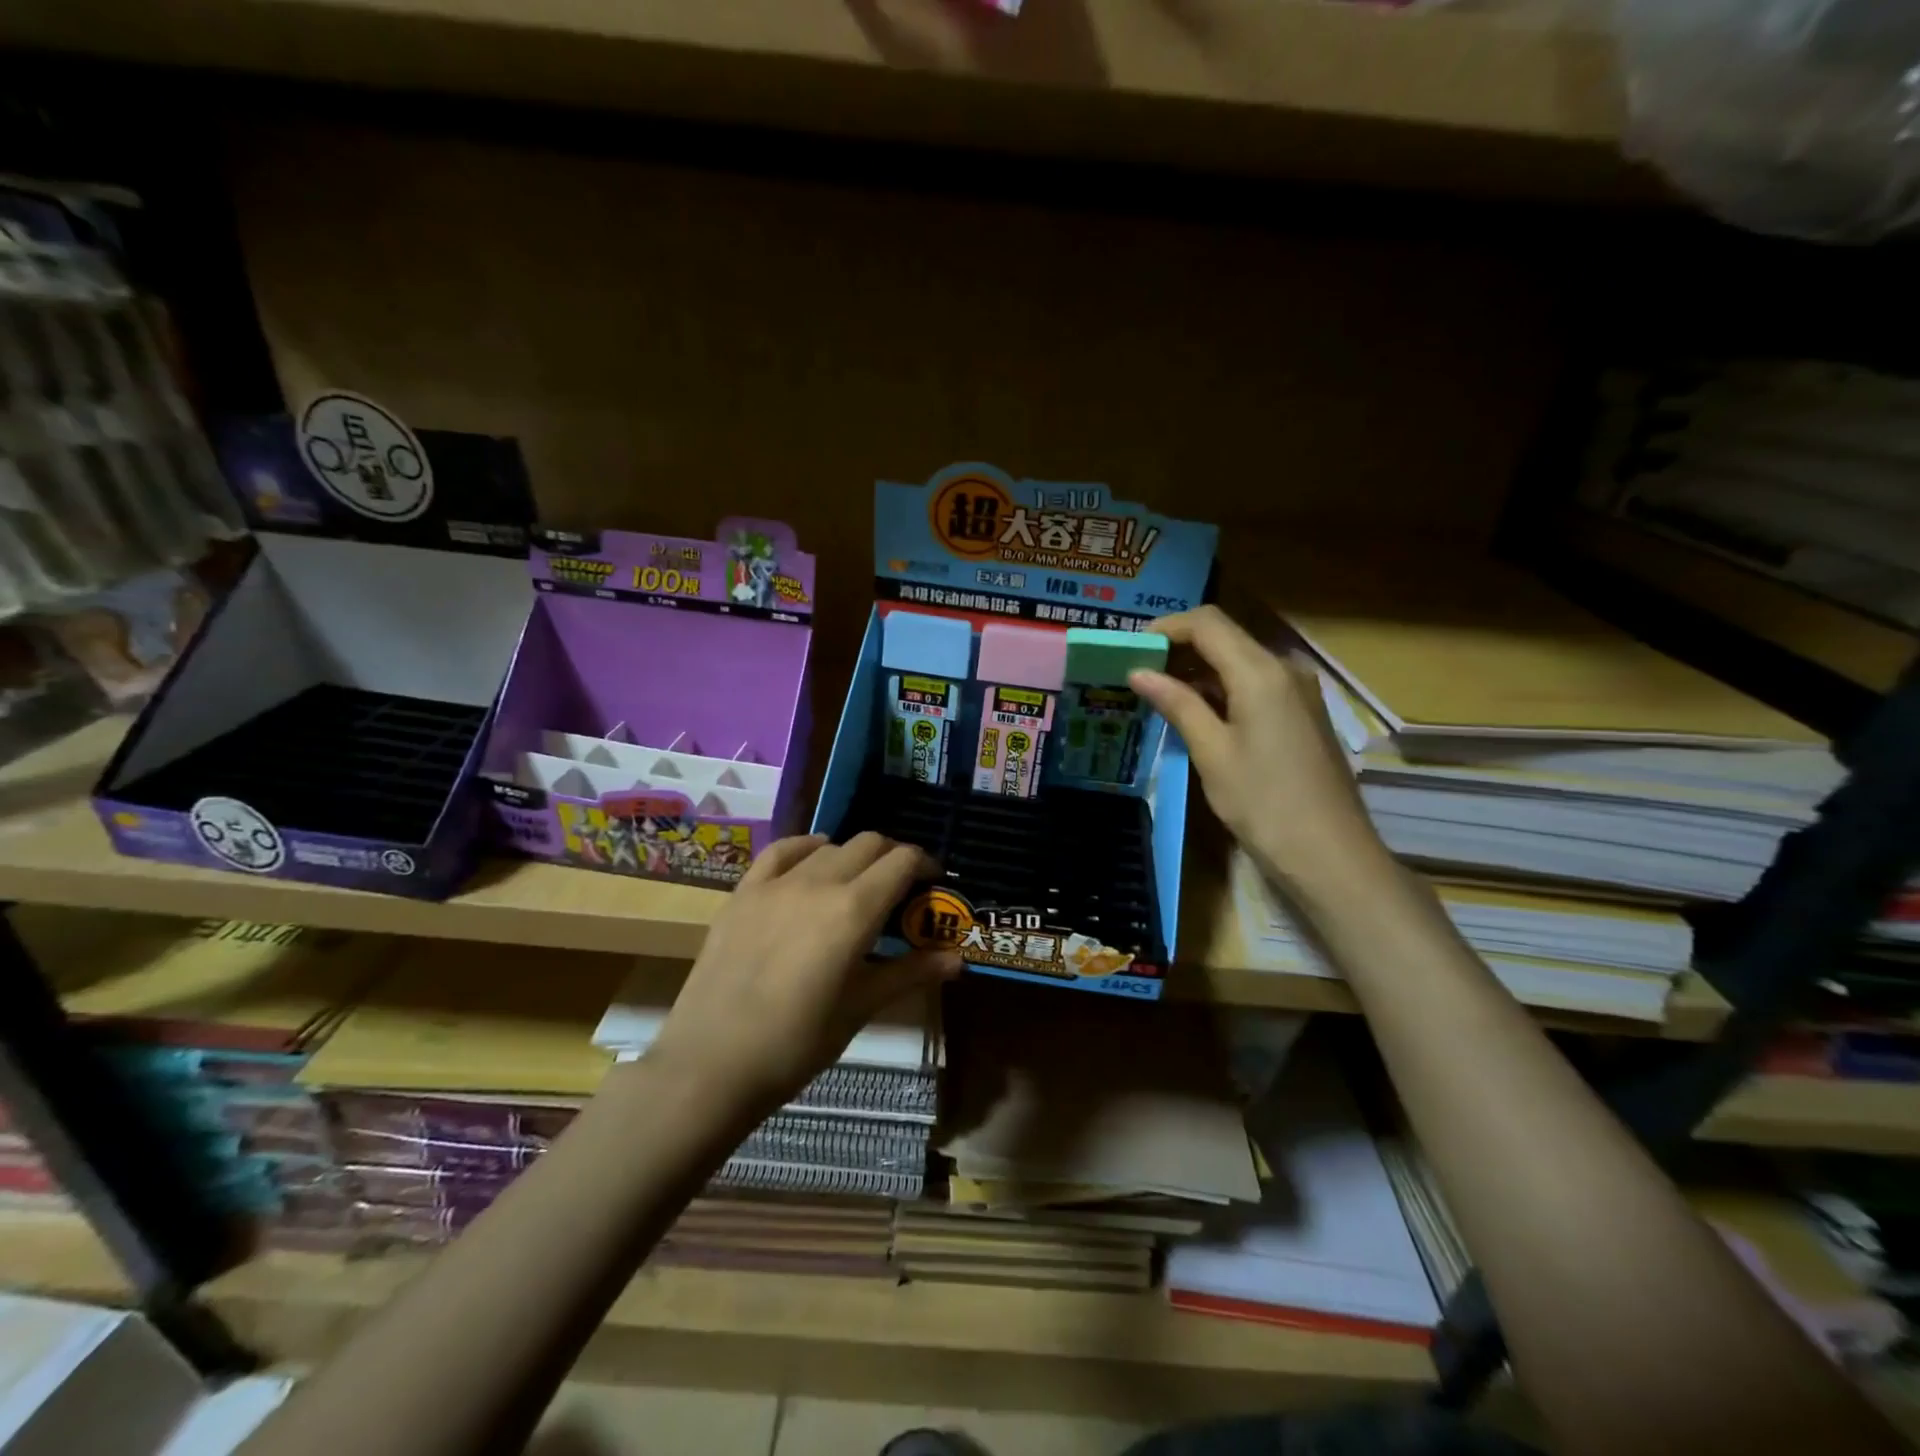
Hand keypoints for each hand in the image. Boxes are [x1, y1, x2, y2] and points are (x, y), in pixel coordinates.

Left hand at [648, 833, 959, 1118]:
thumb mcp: (860, 1008)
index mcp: (854, 910)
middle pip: (868, 844)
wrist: (711, 1063)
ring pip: (828, 845)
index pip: (901, 861)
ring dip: (852, 856)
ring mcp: (776, 883)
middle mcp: (819, 882)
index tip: (932, 883)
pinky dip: (806, 848)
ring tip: (855, 885)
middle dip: (892, 858)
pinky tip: (812, 862)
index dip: (924, 864)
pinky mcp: (743, 892)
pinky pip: (781, 851)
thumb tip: (957, 959)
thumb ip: (910, 973)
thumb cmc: (797, 1043)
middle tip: (899, 890)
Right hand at [1130, 605, 1392, 901]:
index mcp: (1261, 672)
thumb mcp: (1212, 752)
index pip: (1208, 624)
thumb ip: (1177, 704)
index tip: (1132, 649)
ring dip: (1200, 670)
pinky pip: (1257, 684)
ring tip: (1160, 694)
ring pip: (1241, 661)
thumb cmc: (1264, 802)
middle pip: (1226, 637)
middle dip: (1181, 648)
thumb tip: (1138, 672)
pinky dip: (1223, 689)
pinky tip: (1198, 713)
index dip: (1167, 628)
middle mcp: (1285, 669)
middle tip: (1140, 674)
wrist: (1330, 854)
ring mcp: (1299, 691)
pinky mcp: (1303, 713)